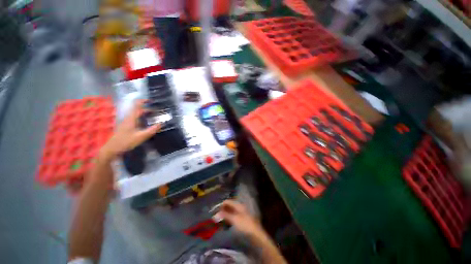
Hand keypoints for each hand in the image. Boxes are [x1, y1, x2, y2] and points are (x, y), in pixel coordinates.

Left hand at [100, 100, 159, 159]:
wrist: (112, 148)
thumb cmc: (126, 142)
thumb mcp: (141, 137)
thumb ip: (152, 130)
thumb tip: (161, 123)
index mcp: (131, 118)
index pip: (136, 105)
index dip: (143, 101)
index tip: (152, 101)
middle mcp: (129, 118)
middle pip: (138, 109)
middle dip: (148, 109)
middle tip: (158, 112)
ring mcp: (127, 122)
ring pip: (137, 114)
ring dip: (145, 113)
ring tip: (154, 117)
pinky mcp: (126, 126)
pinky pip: (136, 118)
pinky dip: (142, 118)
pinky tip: (147, 123)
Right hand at [215, 200, 264, 237]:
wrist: (255, 234)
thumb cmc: (245, 225)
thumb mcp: (234, 219)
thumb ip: (225, 215)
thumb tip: (215, 214)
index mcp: (238, 205)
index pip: (228, 201)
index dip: (221, 205)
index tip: (214, 210)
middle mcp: (239, 207)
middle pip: (229, 206)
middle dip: (222, 210)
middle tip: (215, 216)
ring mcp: (240, 214)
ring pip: (230, 212)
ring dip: (224, 215)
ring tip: (218, 220)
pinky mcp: (241, 220)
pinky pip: (232, 217)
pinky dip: (227, 219)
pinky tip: (224, 224)